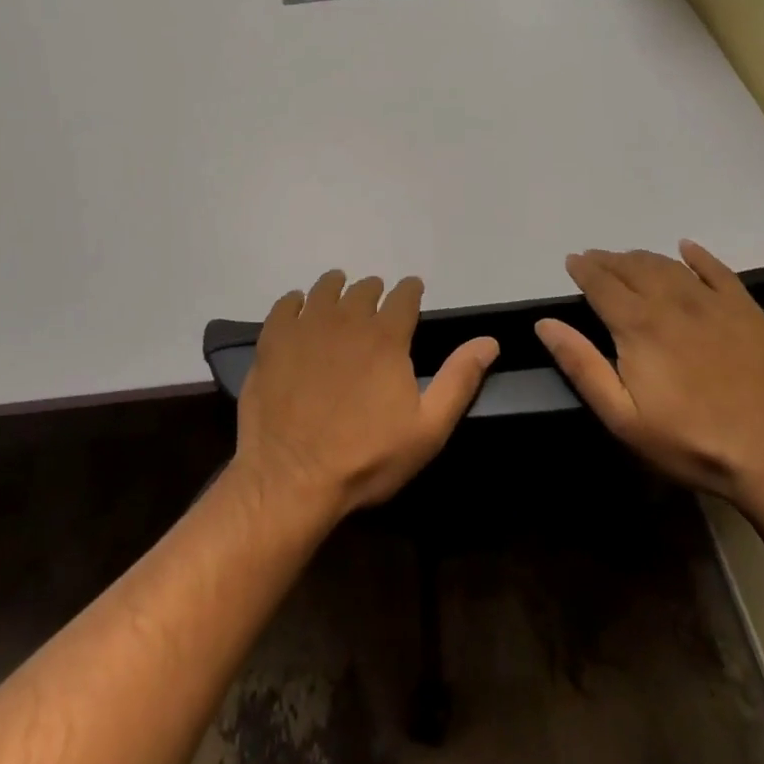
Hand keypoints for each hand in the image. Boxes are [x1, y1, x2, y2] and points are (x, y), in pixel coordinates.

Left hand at [234, 271, 498, 520]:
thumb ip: (459, 379)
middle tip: (376, 301)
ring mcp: (306, 326)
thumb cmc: (367, 457)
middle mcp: (347, 318)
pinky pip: (285, 304)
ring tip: (339, 292)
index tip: (412, 291)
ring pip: (324, 289)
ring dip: (337, 287)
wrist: (293, 476)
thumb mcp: (427, 428)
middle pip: (364, 289)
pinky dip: (296, 300)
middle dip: (374, 292)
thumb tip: (489, 341)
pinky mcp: (273, 339)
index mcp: (386, 336)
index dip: (410, 290)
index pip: (404, 296)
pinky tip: (298, 307)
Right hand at [535, 242, 763, 511]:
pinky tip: (687, 249)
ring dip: (643, 258)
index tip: (572, 261)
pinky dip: (698, 256)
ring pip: (669, 266)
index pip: (601, 283)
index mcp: (638, 324)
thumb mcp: (623, 417)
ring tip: (629, 260)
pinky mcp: (748, 311)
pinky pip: (718, 271)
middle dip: (608, 260)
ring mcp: (713, 303)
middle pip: (632, 267)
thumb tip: (545, 324)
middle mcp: (672, 302)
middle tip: (595, 260)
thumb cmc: (691, 442)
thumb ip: (581, 365)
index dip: (583, 269)